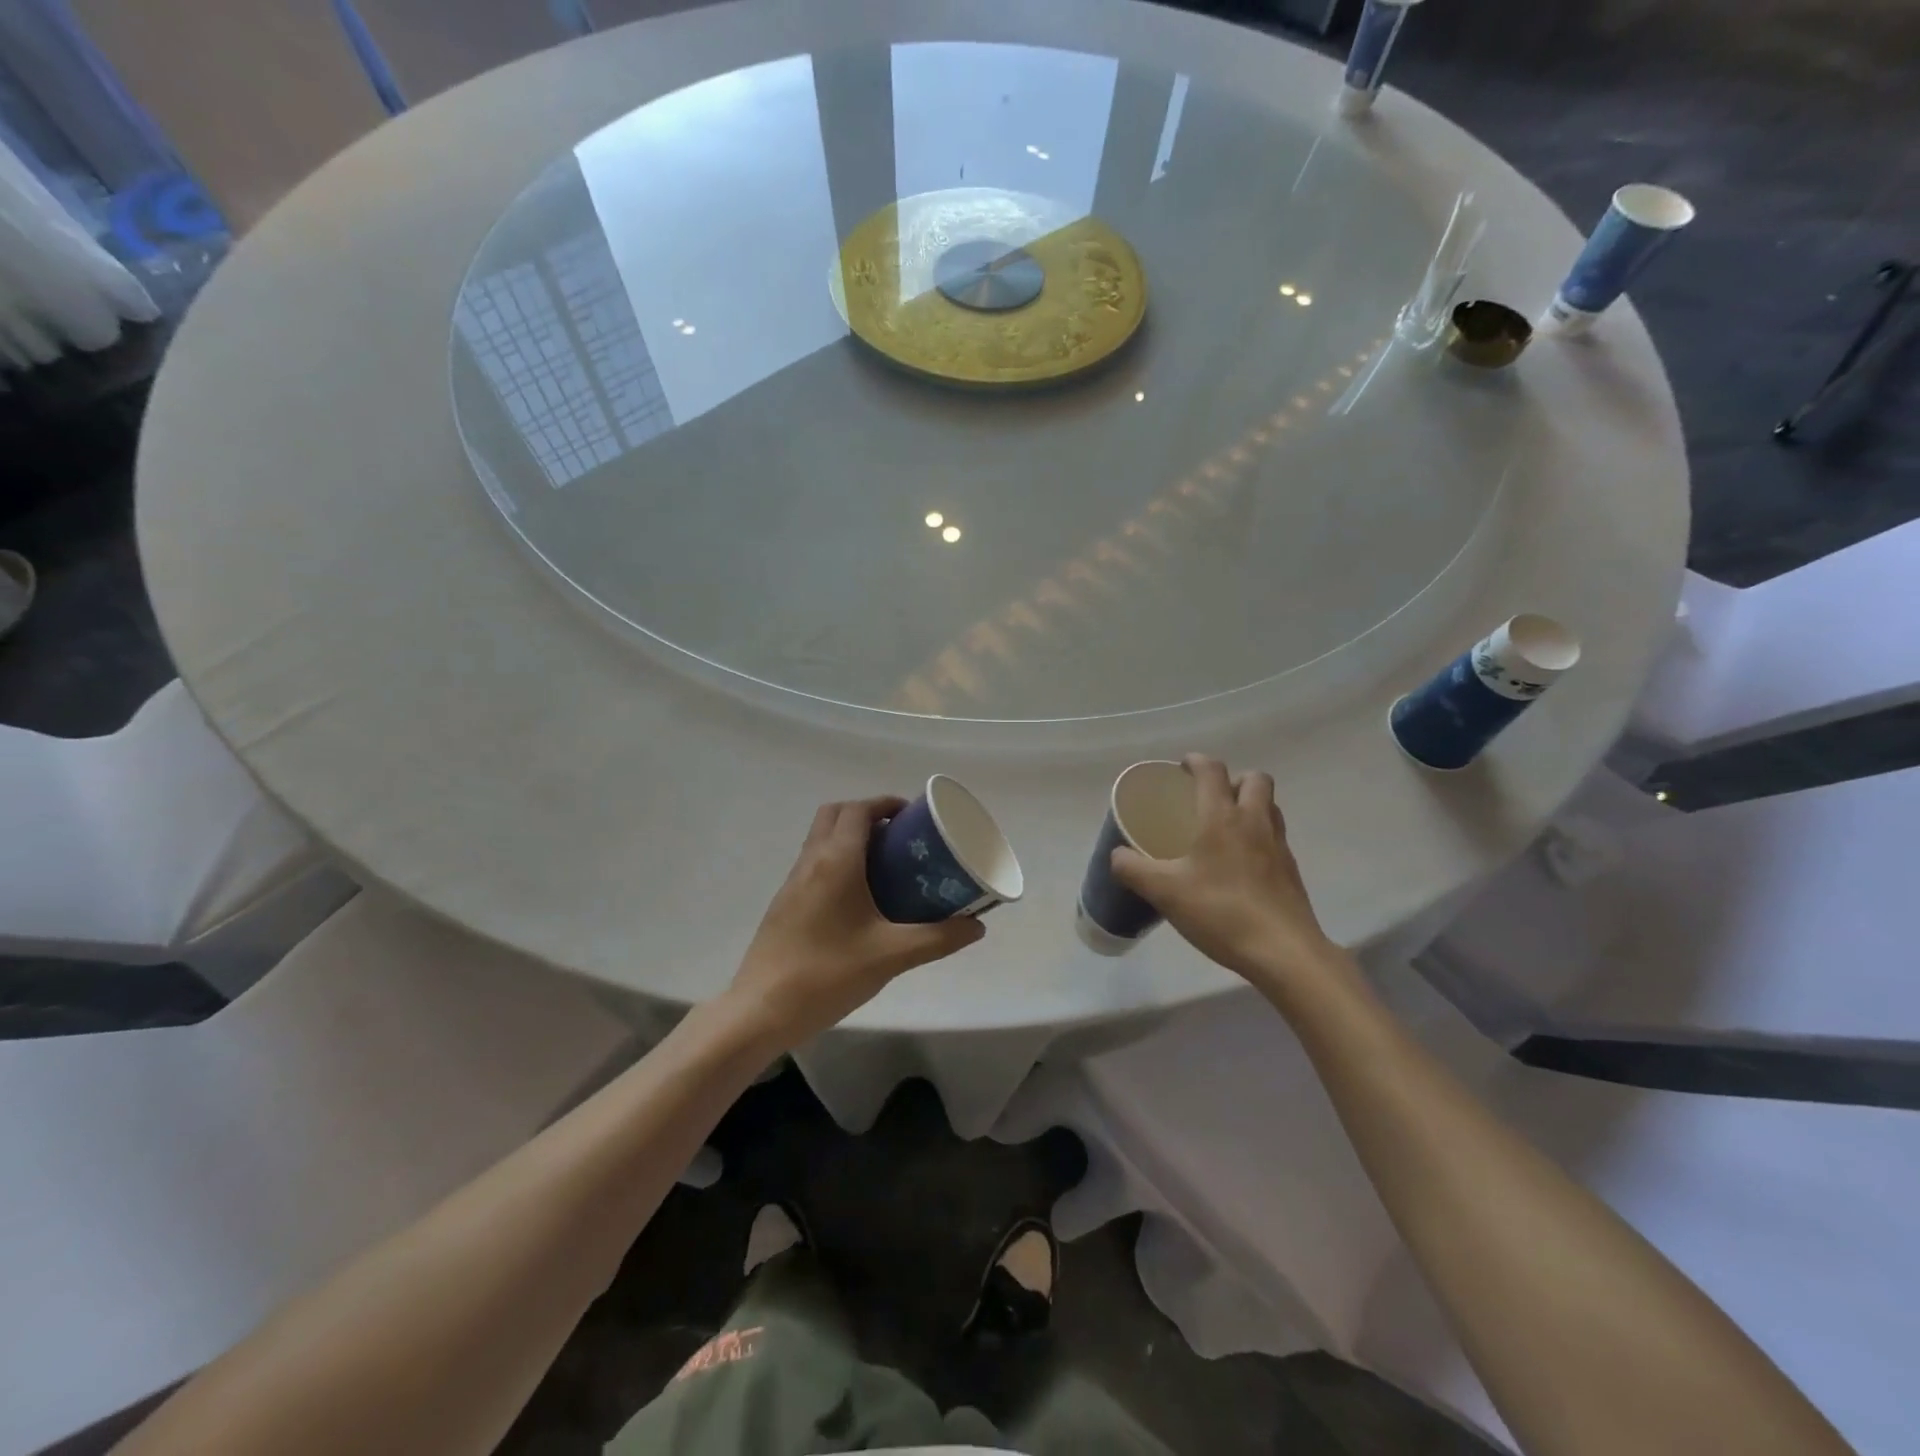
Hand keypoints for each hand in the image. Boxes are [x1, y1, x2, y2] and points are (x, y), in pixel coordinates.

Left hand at [729, 797, 985, 1045]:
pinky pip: (813, 863)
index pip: (858, 810)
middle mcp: (810, 862)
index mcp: (836, 862)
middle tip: (899, 835)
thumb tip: (977, 926)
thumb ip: (938, 939)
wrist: (760, 1011)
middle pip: (835, 814)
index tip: (913, 815)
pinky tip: (858, 897)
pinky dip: (836, 860)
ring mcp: (792, 883)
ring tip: (885, 863)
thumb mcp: (891, 956)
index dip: (886, 803)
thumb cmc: (828, 974)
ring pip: (820, 838)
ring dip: (849, 836)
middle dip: (867, 813)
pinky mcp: (784, 904)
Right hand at [1111, 754, 1342, 992]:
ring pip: (1270, 807)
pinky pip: (1275, 837)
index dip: (1196, 762)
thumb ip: (1133, 869)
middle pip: (1255, 780)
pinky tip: (1240, 863)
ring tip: (1225, 826)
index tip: (1182, 767)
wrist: (1283, 953)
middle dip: (1232, 779)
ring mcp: (1279, 846)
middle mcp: (1255, 822)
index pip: (1212, 771)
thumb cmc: (1221, 912)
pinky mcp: (1291, 871)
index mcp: (1222, 818)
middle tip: (1209, 797)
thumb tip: (1117, 855)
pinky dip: (1259, 836)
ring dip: (1250, 804)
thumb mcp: (1164, 892)